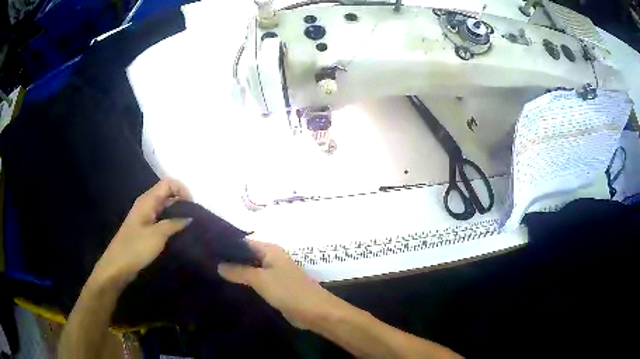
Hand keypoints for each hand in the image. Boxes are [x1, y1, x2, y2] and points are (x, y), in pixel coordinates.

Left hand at [92, 179, 192, 283]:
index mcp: (147, 201)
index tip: (193, 206)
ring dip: (177, 213)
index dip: (182, 189)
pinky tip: (179, 233)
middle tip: (195, 217)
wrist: (118, 265)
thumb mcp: (158, 235)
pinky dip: (171, 222)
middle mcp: (146, 204)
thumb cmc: (136, 247)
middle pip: (166, 193)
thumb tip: (190, 217)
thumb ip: (175, 224)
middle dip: (182, 201)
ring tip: (190, 225)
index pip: (168, 183)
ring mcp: (145, 217)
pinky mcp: (145, 228)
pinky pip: (161, 219)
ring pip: (164, 207)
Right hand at [218, 238, 339, 328]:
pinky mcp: (275, 288)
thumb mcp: (260, 279)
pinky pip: (257, 283)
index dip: (228, 245)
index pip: (244, 242)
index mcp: (270, 250)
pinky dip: (246, 284)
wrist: (314, 311)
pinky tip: (230, 287)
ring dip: (237, 273)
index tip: (209, 250)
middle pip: (247, 256)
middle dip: (230, 260)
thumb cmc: (288, 290)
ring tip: (213, 274)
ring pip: (251, 270)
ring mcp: (274, 274)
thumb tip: (219, 265)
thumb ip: (239, 271)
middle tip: (208, 264)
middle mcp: (272, 259)